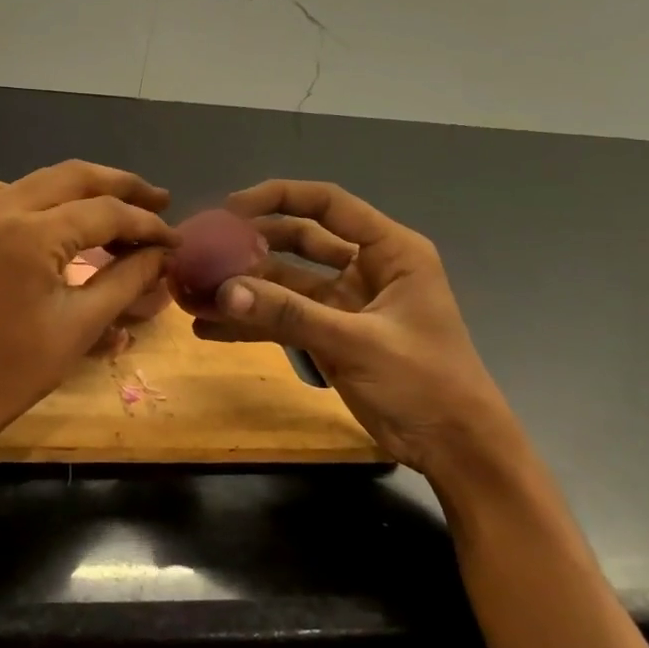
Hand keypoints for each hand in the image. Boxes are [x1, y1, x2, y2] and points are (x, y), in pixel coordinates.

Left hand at [0, 160, 179, 448]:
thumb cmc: (17, 369)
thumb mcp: (82, 323)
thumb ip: (128, 277)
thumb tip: (164, 253)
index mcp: (28, 233)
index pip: (104, 211)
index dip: (146, 224)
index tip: (176, 240)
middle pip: (75, 177)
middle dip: (123, 187)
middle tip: (160, 203)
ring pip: (47, 180)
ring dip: (88, 191)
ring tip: (126, 213)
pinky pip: (19, 195)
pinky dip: (52, 200)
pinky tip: (73, 222)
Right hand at [189, 180, 523, 483]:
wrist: (456, 449)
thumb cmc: (425, 382)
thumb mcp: (357, 342)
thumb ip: (290, 314)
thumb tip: (224, 291)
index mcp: (389, 251)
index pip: (327, 204)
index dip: (277, 198)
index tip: (229, 209)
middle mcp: (364, 267)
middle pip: (297, 240)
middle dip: (249, 244)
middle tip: (202, 250)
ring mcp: (344, 303)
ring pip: (284, 282)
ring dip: (243, 287)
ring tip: (193, 292)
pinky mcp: (330, 335)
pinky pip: (283, 319)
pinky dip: (251, 322)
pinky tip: (209, 328)